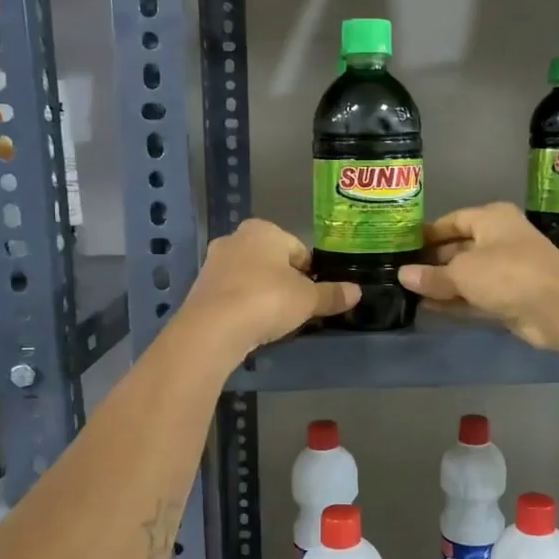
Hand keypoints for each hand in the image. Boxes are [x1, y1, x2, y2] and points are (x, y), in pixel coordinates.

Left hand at [179, 219, 358, 357]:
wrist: (213, 328)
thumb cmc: (267, 300)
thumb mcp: (308, 299)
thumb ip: (332, 294)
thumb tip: (357, 291)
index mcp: (264, 230)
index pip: (299, 250)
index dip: (311, 274)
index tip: (314, 296)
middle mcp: (236, 238)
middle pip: (272, 262)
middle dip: (285, 282)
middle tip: (297, 309)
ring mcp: (214, 262)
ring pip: (251, 277)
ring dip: (263, 294)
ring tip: (274, 321)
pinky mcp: (200, 288)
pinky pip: (232, 294)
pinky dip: (243, 306)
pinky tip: (251, 325)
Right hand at [399, 202, 558, 348]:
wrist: (557, 307)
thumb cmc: (507, 272)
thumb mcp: (462, 272)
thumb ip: (431, 275)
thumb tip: (402, 275)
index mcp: (492, 219)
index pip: (453, 221)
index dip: (428, 233)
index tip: (402, 246)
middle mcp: (500, 240)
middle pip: (459, 248)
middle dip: (432, 262)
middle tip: (401, 273)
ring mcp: (507, 270)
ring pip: (467, 275)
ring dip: (442, 284)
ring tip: (408, 293)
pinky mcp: (510, 298)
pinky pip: (475, 296)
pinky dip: (455, 301)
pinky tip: (428, 308)